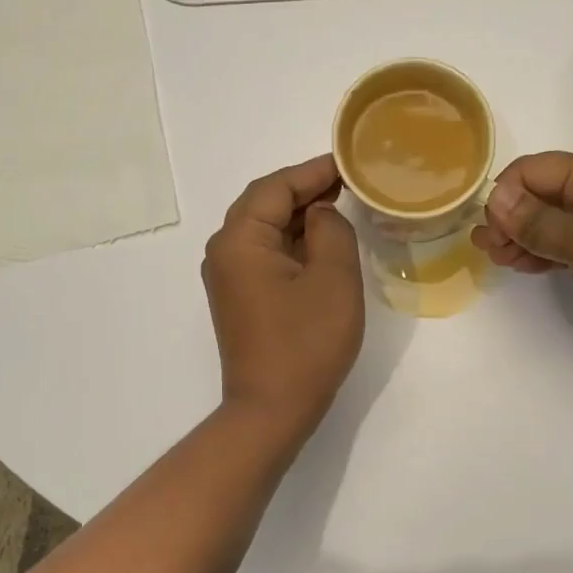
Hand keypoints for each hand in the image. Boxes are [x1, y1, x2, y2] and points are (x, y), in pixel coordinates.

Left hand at [203, 154, 365, 438]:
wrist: (271, 410)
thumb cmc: (306, 343)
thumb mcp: (333, 278)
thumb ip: (331, 230)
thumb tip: (321, 213)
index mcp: (240, 239)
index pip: (276, 187)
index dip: (314, 171)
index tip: (349, 163)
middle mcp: (224, 251)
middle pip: (264, 203)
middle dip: (306, 190)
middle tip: (349, 183)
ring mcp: (227, 276)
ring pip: (264, 229)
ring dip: (300, 216)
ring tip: (341, 206)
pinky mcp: (238, 297)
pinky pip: (264, 254)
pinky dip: (292, 242)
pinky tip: (321, 243)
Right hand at [473, 152, 572, 350]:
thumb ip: (536, 221)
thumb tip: (496, 199)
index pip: (530, 170)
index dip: (504, 197)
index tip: (491, 233)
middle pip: (540, 194)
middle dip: (509, 219)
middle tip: (487, 251)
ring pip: (553, 222)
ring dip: (524, 238)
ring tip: (500, 261)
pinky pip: (570, 243)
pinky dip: (547, 253)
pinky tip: (527, 267)